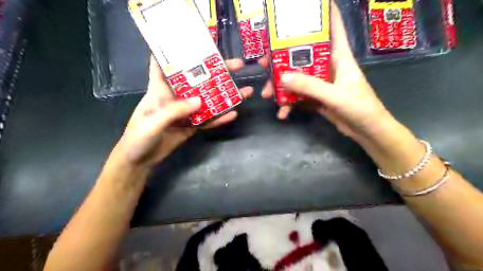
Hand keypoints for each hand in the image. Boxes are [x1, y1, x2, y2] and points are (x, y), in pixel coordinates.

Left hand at [113, 56, 253, 168]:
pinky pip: (208, 120)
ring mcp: (186, 112)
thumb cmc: (138, 138)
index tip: (195, 41)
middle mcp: (176, 97)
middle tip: (237, 65)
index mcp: (160, 89)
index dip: (176, 50)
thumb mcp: (153, 122)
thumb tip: (200, 101)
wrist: (140, 162)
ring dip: (225, 96)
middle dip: (216, 71)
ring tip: (245, 91)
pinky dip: (220, 118)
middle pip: (197, 80)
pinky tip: (233, 114)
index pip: (165, 63)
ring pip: (208, 100)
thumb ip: (174, 111)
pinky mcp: (192, 125)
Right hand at [259, 2, 389, 140]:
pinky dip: (289, 103)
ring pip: (297, 77)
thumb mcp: (335, 95)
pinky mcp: (317, 97)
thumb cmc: (360, 108)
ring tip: (267, 94)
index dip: (323, 14)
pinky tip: (283, 113)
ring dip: (282, 86)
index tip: (305, 6)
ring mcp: (321, 83)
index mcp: (339, 57)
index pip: (333, 28)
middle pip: (303, 55)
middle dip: (283, 58)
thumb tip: (282, 77)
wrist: (366, 131)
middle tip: (264, 63)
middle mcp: (328, 67)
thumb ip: (310, 86)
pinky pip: (299, 96)